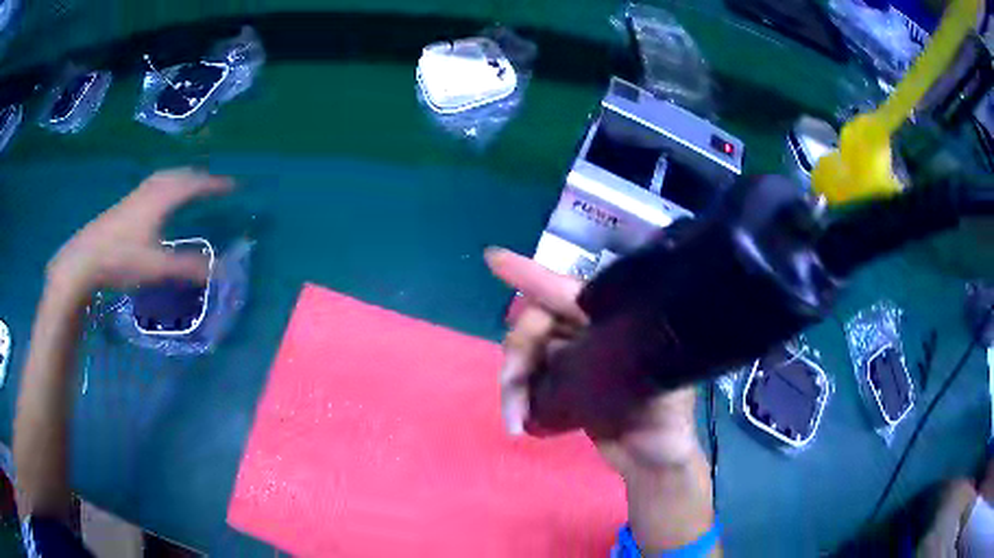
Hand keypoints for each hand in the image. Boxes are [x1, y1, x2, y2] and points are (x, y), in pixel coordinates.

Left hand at [47, 169, 233, 297]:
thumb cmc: (121, 259)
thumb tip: (221, 269)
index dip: (214, 185)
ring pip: (164, 178)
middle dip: (199, 176)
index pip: (194, 184)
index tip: (233, 186)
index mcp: (161, 199)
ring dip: (182, 177)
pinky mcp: (125, 205)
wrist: (84, 259)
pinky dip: (167, 184)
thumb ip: (187, 267)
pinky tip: (161, 199)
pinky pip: (154, 185)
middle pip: (179, 174)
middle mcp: (150, 191)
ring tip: (191, 185)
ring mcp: (135, 196)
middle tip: (213, 184)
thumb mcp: (156, 267)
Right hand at [485, 247, 701, 475]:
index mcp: (616, 324)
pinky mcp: (559, 390)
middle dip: (518, 351)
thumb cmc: (666, 424)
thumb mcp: (658, 394)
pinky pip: (526, 383)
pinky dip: (516, 399)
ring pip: (526, 354)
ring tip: (514, 420)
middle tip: (511, 386)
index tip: (494, 259)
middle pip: (537, 323)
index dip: (532, 275)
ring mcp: (572, 363)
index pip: (570, 293)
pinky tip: (517, 422)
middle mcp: (589, 335)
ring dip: (512, 383)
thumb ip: (628, 375)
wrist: (650, 462)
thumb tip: (583, 358)